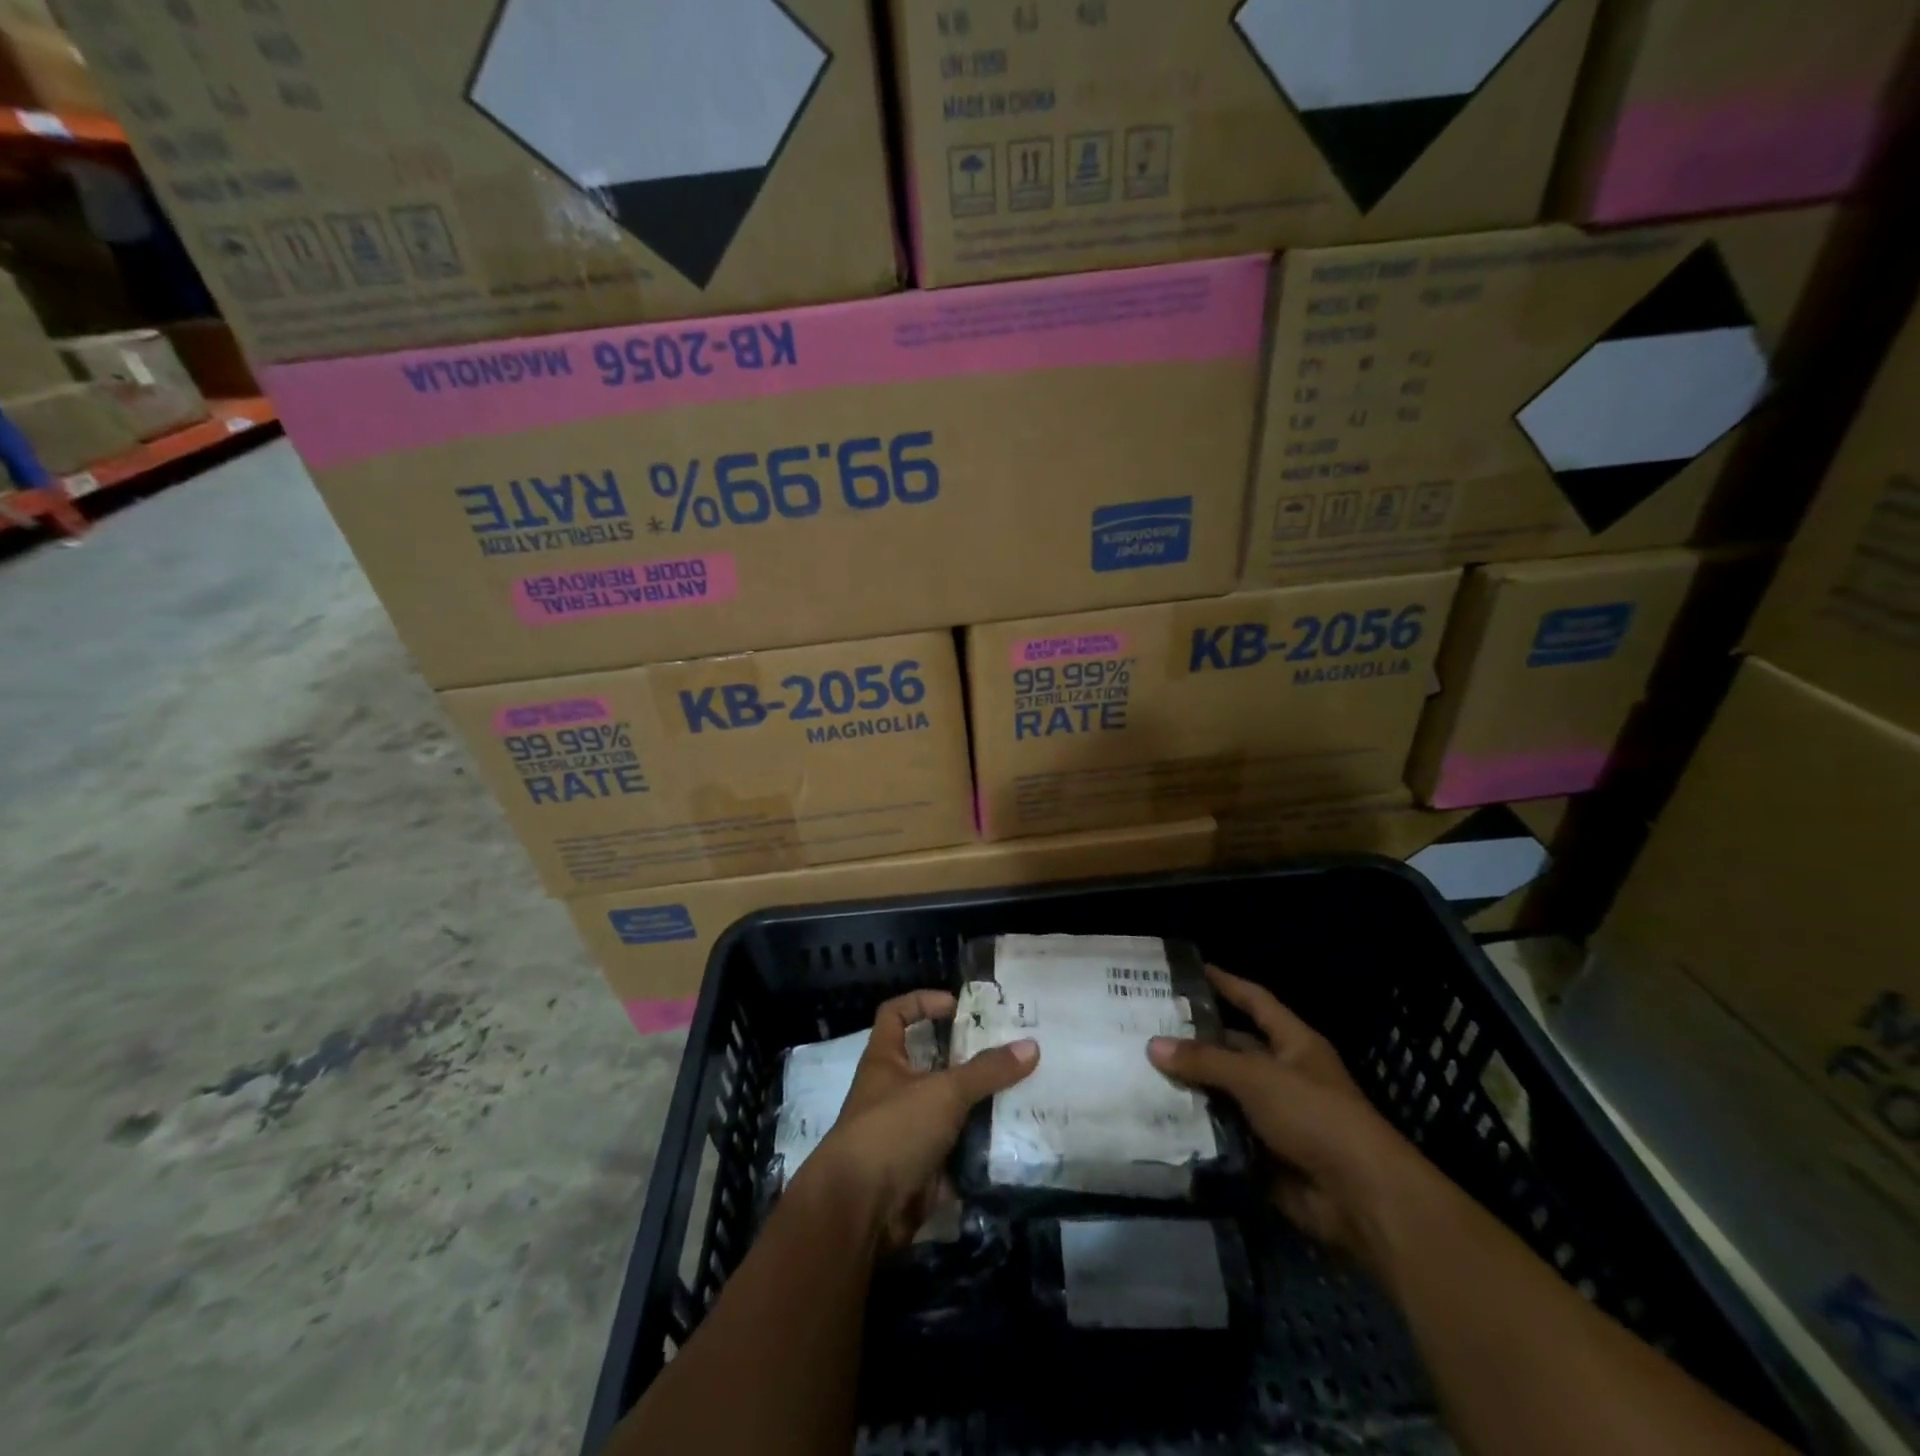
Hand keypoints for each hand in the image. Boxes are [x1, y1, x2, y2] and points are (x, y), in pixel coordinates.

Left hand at [805, 990, 1037, 1249]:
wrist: (860, 1210)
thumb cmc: (894, 1130)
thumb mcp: (944, 1091)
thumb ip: (987, 1070)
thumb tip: (1031, 1046)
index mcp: (885, 1060)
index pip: (895, 1014)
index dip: (922, 1002)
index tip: (957, 1006)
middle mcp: (893, 1091)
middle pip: (932, 1062)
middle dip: (967, 1057)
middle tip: (1008, 1050)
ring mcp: (907, 1132)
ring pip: (949, 1108)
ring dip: (979, 1103)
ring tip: (1023, 1090)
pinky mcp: (922, 1169)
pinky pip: (957, 1150)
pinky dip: (981, 1146)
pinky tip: (1015, 1138)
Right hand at [1148, 967, 1426, 1268]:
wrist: (1360, 1197)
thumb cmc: (1315, 1115)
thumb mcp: (1257, 1077)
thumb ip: (1205, 1061)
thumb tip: (1152, 1044)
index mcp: (1293, 1044)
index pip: (1254, 1001)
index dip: (1225, 984)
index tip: (1190, 970)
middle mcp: (1284, 1074)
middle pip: (1234, 1049)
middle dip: (1195, 1041)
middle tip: (1146, 1028)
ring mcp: (1276, 1116)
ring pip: (1225, 1093)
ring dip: (1191, 1088)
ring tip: (1141, 1071)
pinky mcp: (1265, 1153)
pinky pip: (1224, 1133)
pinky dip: (1198, 1129)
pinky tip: (1160, 1119)